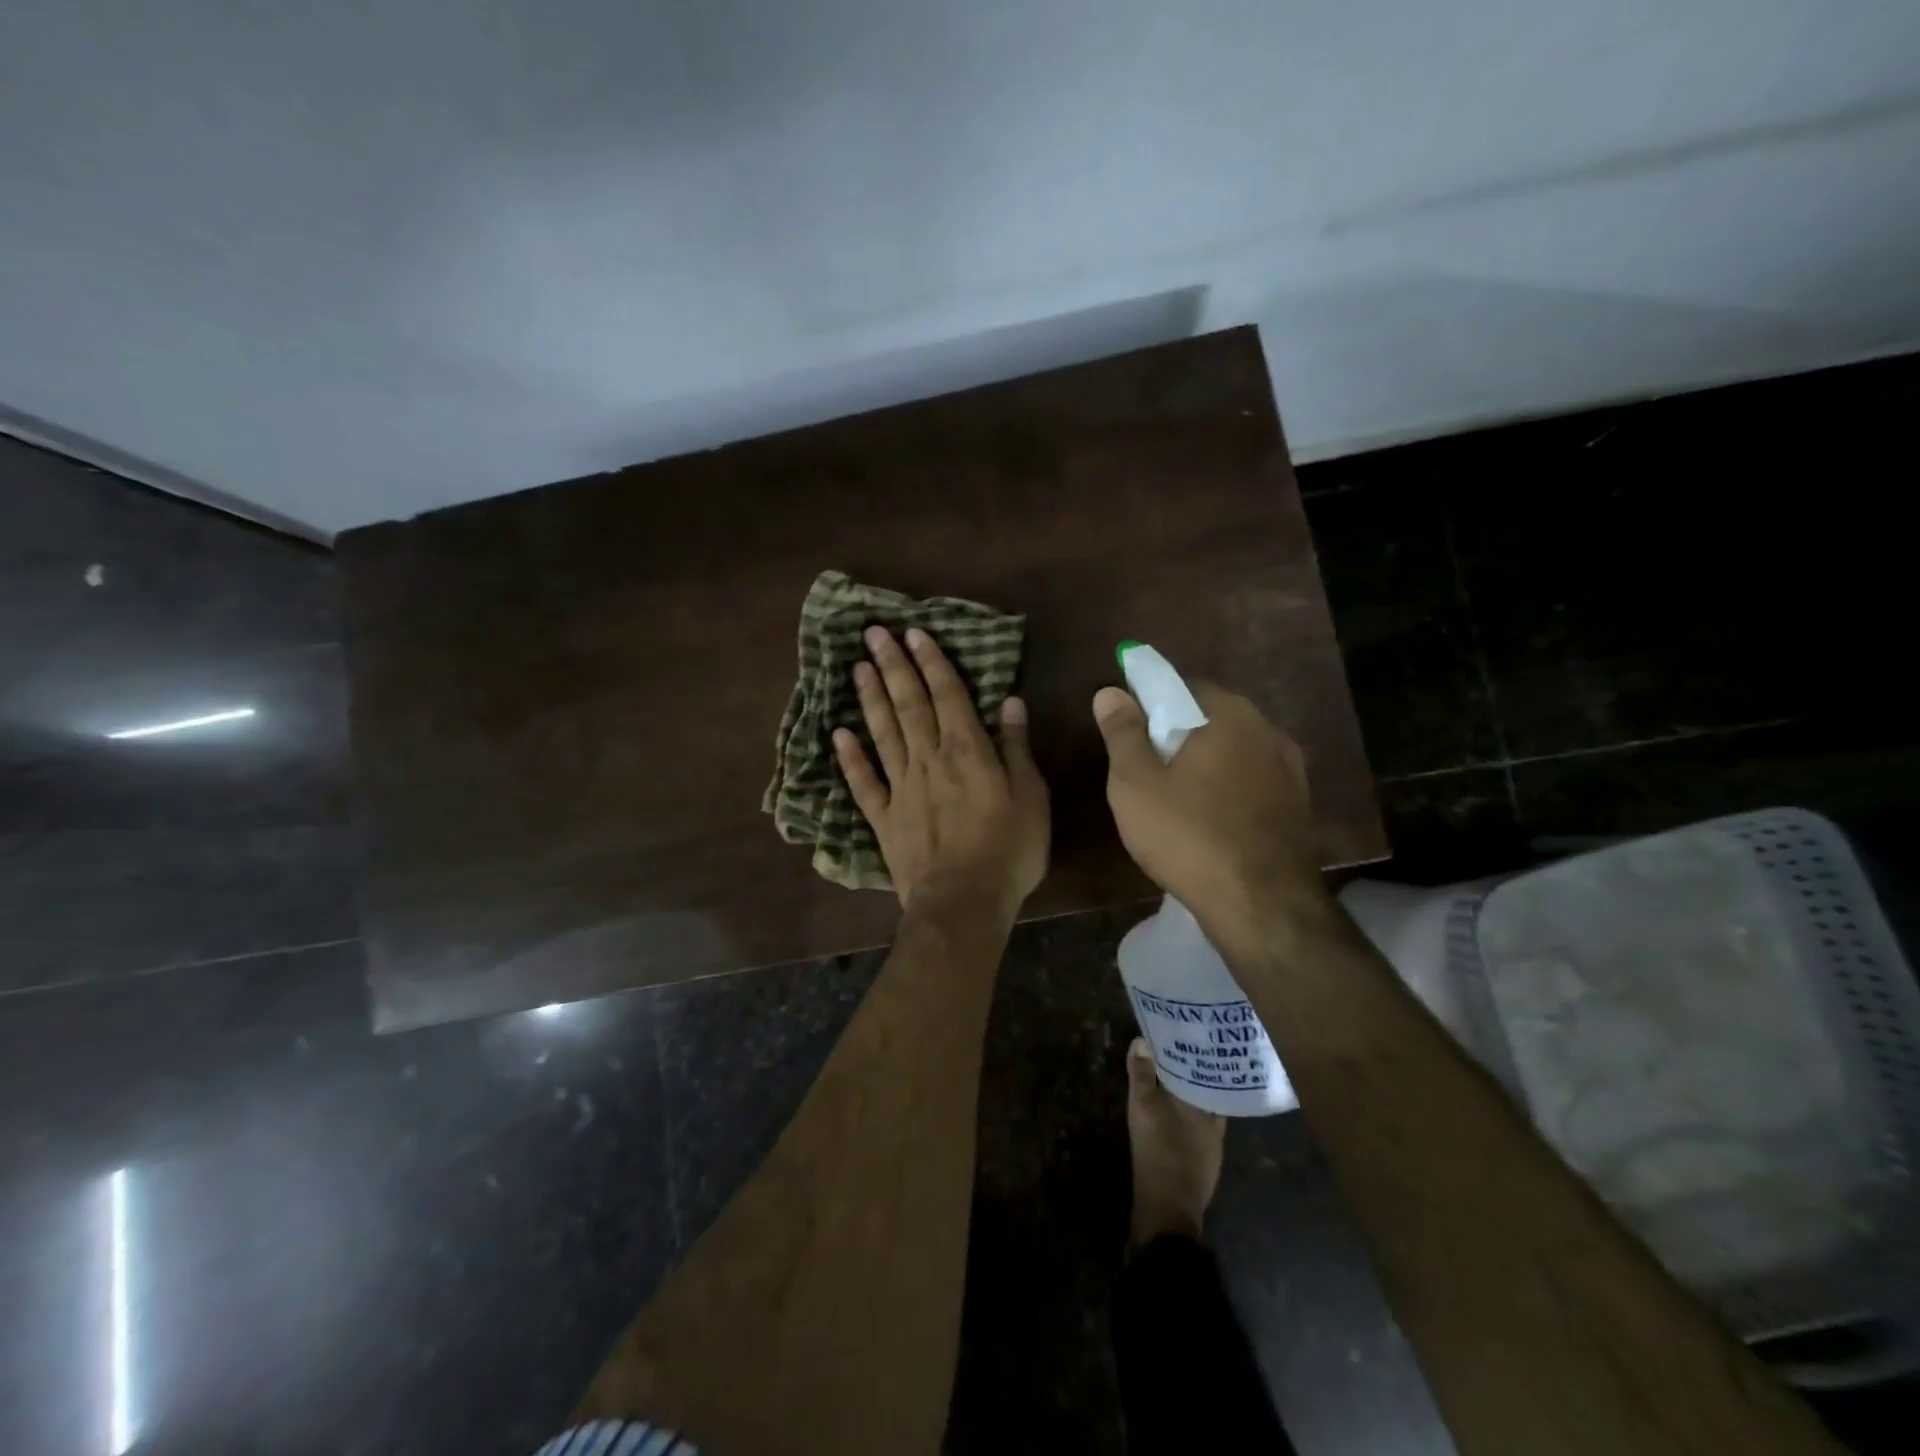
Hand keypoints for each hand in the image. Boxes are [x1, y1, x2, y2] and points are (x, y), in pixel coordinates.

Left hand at [835, 626, 1049, 913]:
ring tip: (857, 667)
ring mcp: (902, 787)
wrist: (963, 901)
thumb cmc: (1008, 849)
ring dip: (870, 698)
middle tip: (873, 633)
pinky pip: (863, 782)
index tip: (913, 633)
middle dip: (893, 666)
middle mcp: (929, 758)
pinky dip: (850, 757)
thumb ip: (1017, 747)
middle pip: (908, 704)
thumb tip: (1010, 700)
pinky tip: (838, 733)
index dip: (931, 662)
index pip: (947, 694)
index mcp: (967, 750)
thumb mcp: (1031, 796)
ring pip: (883, 733)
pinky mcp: (883, 817)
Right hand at [1091, 681, 1329, 937]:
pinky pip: (1252, 781)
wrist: (1262, 905)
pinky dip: (1229, 789)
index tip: (1129, 734)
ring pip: (1234, 751)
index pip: (1182, 686)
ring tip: (1177, 799)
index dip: (1150, 704)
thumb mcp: (1135, 784)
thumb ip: (1122, 733)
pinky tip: (1211, 820)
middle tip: (1147, 770)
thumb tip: (1110, 692)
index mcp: (1227, 714)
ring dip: (1206, 763)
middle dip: (1178, 735)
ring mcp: (1289, 768)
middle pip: (1211, 718)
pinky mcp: (1298, 804)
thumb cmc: (1188, 836)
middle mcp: (1266, 730)